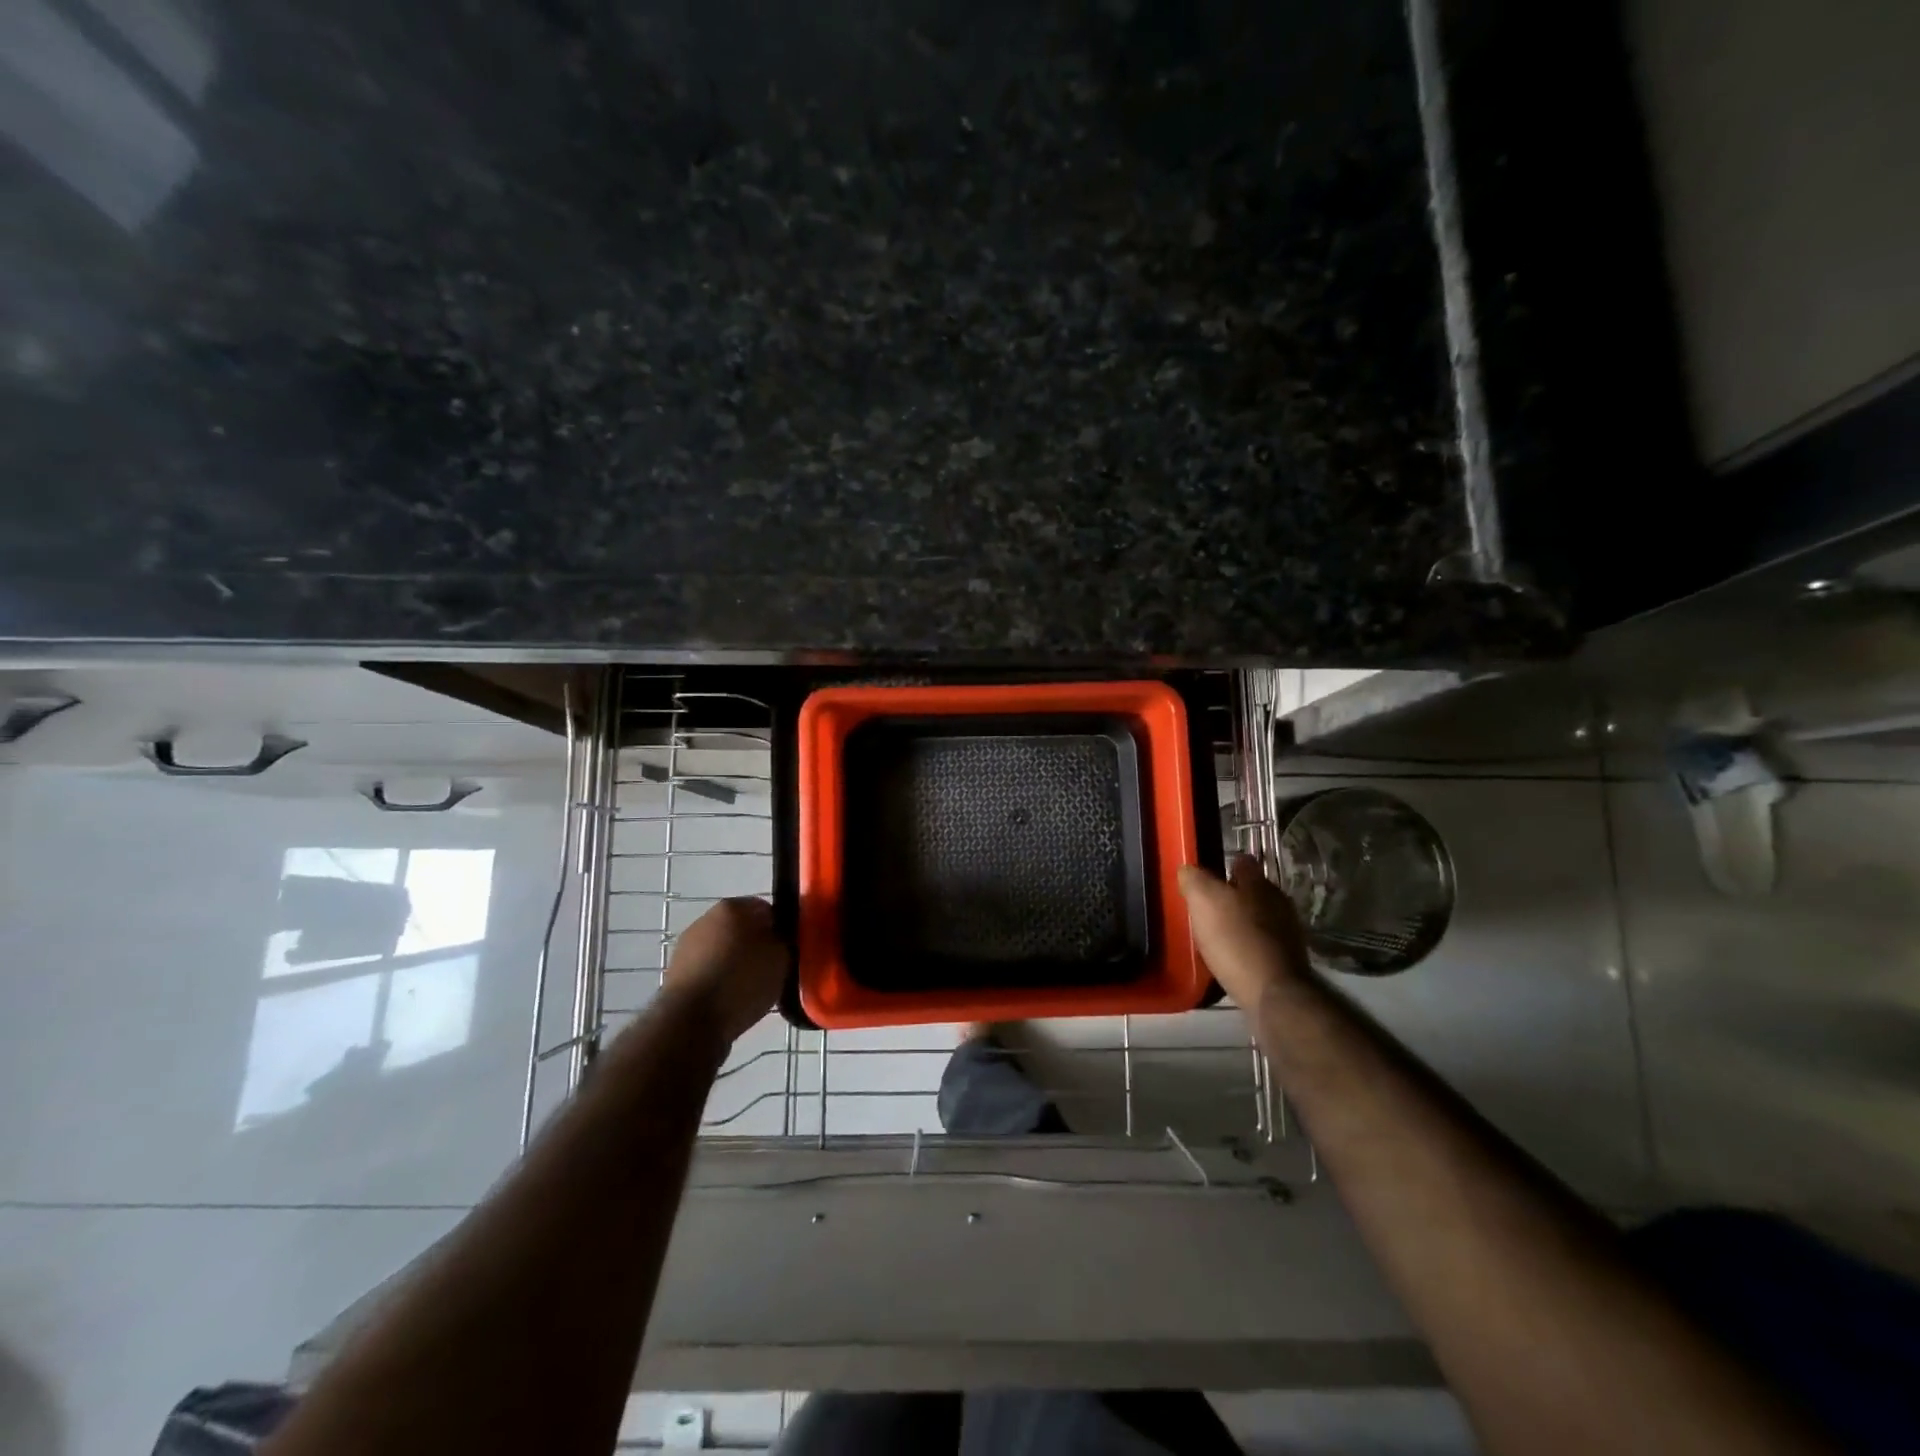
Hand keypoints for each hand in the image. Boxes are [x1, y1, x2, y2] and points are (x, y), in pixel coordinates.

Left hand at [660, 897, 787, 1045]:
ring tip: (751, 987)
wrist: (690, 1023)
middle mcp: (706, 919)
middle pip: (741, 927)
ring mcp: (687, 946)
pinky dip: (719, 979)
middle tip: (772, 968)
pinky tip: (730, 999)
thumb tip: (775, 939)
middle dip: (755, 944)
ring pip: (723, 949)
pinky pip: (709, 970)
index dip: (779, 927)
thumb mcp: (781, 959)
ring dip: (736, 963)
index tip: (787, 948)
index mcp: (732, 907)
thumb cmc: (741, 982)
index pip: (765, 908)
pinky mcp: (676, 973)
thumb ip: (782, 941)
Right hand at [1179, 854, 1310, 1014]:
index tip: (1205, 879)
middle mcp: (1279, 901)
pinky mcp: (1289, 960)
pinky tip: (1233, 958)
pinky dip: (1248, 947)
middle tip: (1207, 910)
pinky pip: (1263, 944)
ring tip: (1217, 937)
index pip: (1242, 861)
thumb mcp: (1204, 901)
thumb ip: (1194, 879)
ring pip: (1259, 917)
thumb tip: (1188, 869)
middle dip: (1233, 897)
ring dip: (1241, 923)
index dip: (1223, 867)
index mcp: (1258, 882)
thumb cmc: (1236, 939)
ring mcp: (1288, 931)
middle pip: (1252, 891)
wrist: (1274, 993)